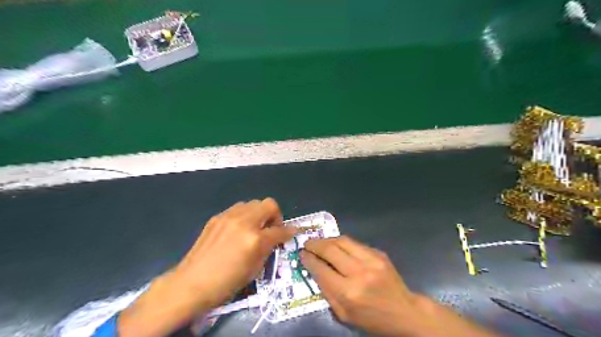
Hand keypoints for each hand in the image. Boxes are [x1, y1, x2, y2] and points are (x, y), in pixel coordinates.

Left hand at [172, 199, 296, 306]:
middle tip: (270, 230)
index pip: (279, 230)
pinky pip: (238, 208)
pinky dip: (244, 215)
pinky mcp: (217, 217)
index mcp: (255, 239)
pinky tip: (238, 230)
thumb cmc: (226, 283)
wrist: (191, 283)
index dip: (288, 232)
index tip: (290, 234)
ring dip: (259, 213)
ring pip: (253, 203)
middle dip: (275, 216)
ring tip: (254, 228)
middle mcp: (244, 222)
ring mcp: (229, 217)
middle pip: (269, 204)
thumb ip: (269, 248)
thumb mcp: (254, 269)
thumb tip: (280, 237)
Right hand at [303, 237, 499, 336]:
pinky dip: (342, 242)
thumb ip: (327, 291)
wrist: (404, 311)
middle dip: (315, 244)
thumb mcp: (344, 314)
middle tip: (306, 243)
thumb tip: (314, 269)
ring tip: (319, 241)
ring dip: (327, 239)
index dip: (308, 259)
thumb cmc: (371, 318)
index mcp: (348, 292)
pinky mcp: (379, 253)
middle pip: (330, 250)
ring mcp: (371, 260)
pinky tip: (337, 245)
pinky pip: (355, 243)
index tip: (301, 254)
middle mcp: (358, 273)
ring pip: (342, 241)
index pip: (321, 269)